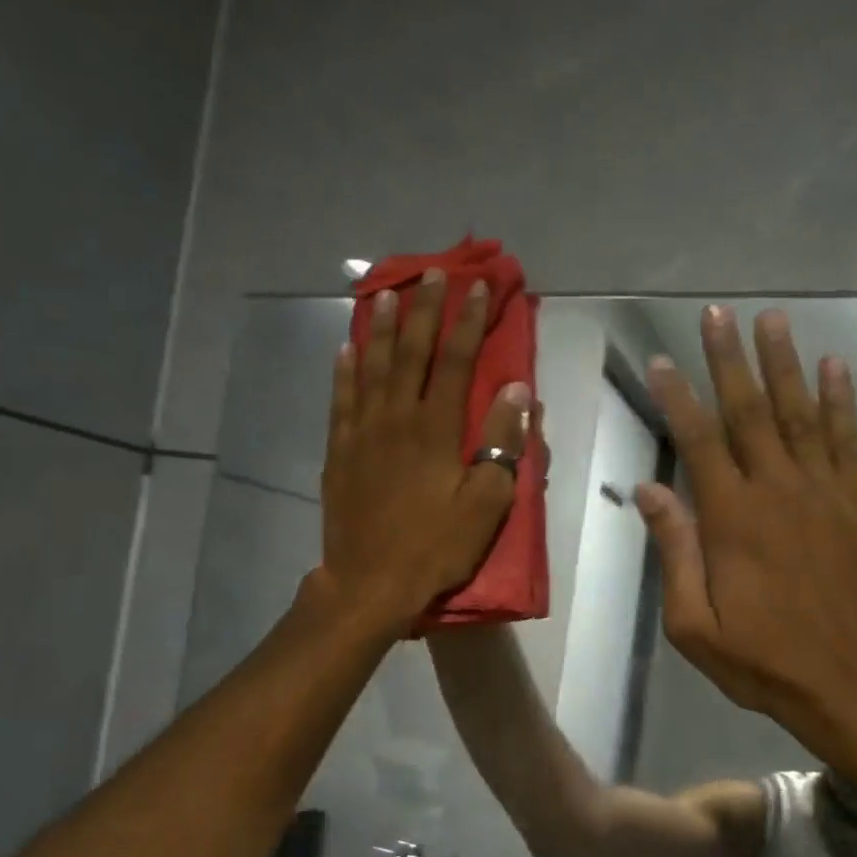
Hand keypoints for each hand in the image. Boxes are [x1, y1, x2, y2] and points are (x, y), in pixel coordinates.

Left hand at [315, 271, 528, 635]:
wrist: (370, 583)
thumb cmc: (436, 547)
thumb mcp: (485, 503)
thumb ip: (502, 444)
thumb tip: (517, 391)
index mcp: (435, 429)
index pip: (455, 362)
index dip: (468, 322)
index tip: (478, 288)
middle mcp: (395, 418)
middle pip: (411, 352)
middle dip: (424, 310)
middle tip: (432, 273)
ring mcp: (361, 433)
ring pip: (372, 366)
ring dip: (381, 327)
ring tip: (385, 293)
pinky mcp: (339, 452)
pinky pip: (341, 399)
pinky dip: (345, 370)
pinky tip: (346, 348)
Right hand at [635, 306, 856, 763]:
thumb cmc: (765, 662)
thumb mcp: (696, 625)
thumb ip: (675, 552)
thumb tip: (648, 489)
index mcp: (732, 519)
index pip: (699, 440)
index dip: (679, 396)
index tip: (664, 360)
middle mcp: (780, 490)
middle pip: (750, 411)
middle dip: (730, 359)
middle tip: (717, 313)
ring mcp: (829, 492)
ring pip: (802, 413)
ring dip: (784, 364)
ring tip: (772, 320)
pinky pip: (851, 440)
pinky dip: (842, 400)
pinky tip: (834, 366)